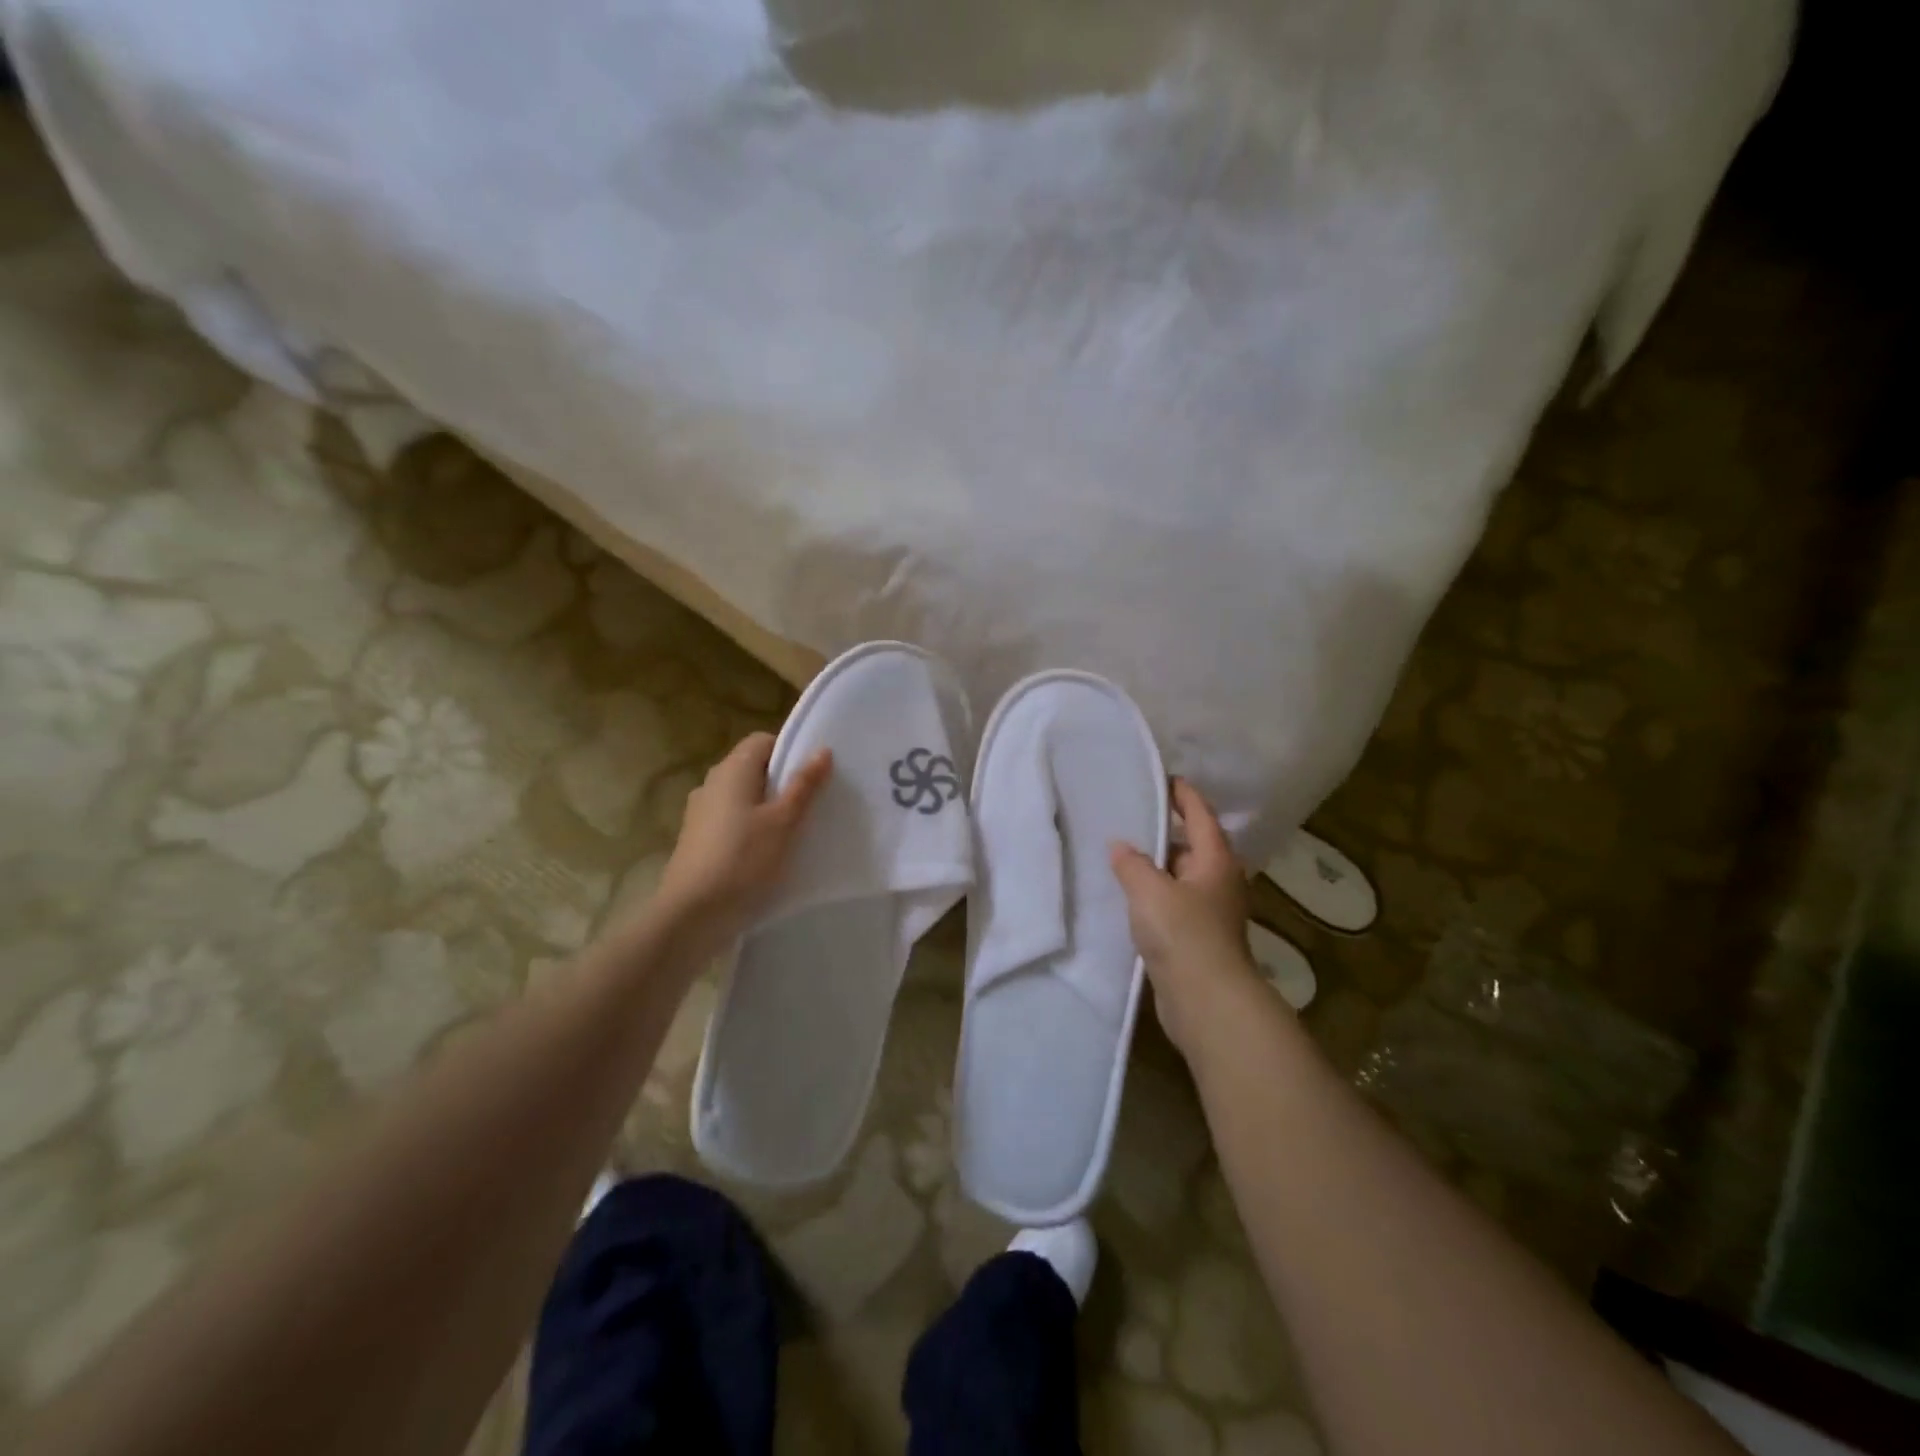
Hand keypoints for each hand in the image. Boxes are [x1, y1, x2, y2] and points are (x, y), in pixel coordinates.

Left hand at [655, 732, 832, 937]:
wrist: (692, 915)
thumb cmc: (742, 860)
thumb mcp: (783, 822)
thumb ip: (803, 785)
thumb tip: (822, 750)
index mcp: (731, 770)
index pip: (763, 741)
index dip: (790, 751)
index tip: (813, 775)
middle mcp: (711, 783)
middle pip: (752, 768)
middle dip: (781, 781)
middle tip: (812, 803)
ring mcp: (700, 812)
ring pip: (742, 797)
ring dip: (766, 807)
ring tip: (793, 831)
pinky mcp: (697, 839)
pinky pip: (731, 821)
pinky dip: (750, 828)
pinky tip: (767, 853)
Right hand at [1110, 779, 1264, 1058]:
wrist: (1206, 1000)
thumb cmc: (1183, 934)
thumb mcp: (1150, 891)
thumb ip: (1132, 864)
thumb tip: (1120, 846)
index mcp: (1216, 860)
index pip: (1200, 814)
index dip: (1183, 794)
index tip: (1162, 778)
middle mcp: (1219, 881)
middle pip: (1193, 845)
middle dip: (1166, 831)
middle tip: (1131, 817)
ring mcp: (1211, 911)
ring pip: (1181, 877)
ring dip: (1158, 866)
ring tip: (1122, 855)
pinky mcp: (1198, 937)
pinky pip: (1174, 903)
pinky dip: (1155, 894)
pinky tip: (1130, 896)